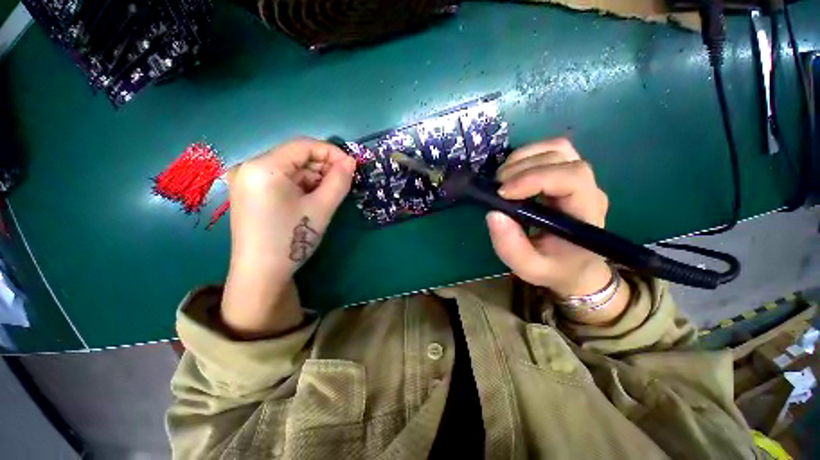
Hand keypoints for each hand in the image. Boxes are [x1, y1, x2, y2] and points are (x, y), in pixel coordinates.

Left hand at [221, 138, 355, 337]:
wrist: (261, 274)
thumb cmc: (292, 239)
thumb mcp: (322, 208)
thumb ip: (339, 181)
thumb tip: (351, 161)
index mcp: (263, 166)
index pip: (303, 145)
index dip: (331, 153)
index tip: (351, 166)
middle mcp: (250, 167)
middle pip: (296, 156)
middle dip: (323, 167)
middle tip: (344, 182)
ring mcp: (247, 180)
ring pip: (291, 169)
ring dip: (314, 178)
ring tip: (330, 194)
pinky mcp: (250, 193)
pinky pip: (282, 180)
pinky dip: (301, 186)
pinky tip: (313, 199)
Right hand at [486, 138, 611, 298]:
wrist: (575, 266)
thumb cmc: (554, 268)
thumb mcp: (529, 267)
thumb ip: (510, 246)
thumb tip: (493, 213)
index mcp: (585, 212)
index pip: (570, 178)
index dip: (534, 178)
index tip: (502, 193)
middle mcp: (588, 188)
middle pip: (561, 157)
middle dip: (522, 167)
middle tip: (497, 188)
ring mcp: (579, 178)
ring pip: (557, 148)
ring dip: (523, 158)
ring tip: (502, 179)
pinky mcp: (567, 174)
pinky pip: (550, 151)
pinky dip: (526, 156)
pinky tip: (512, 174)